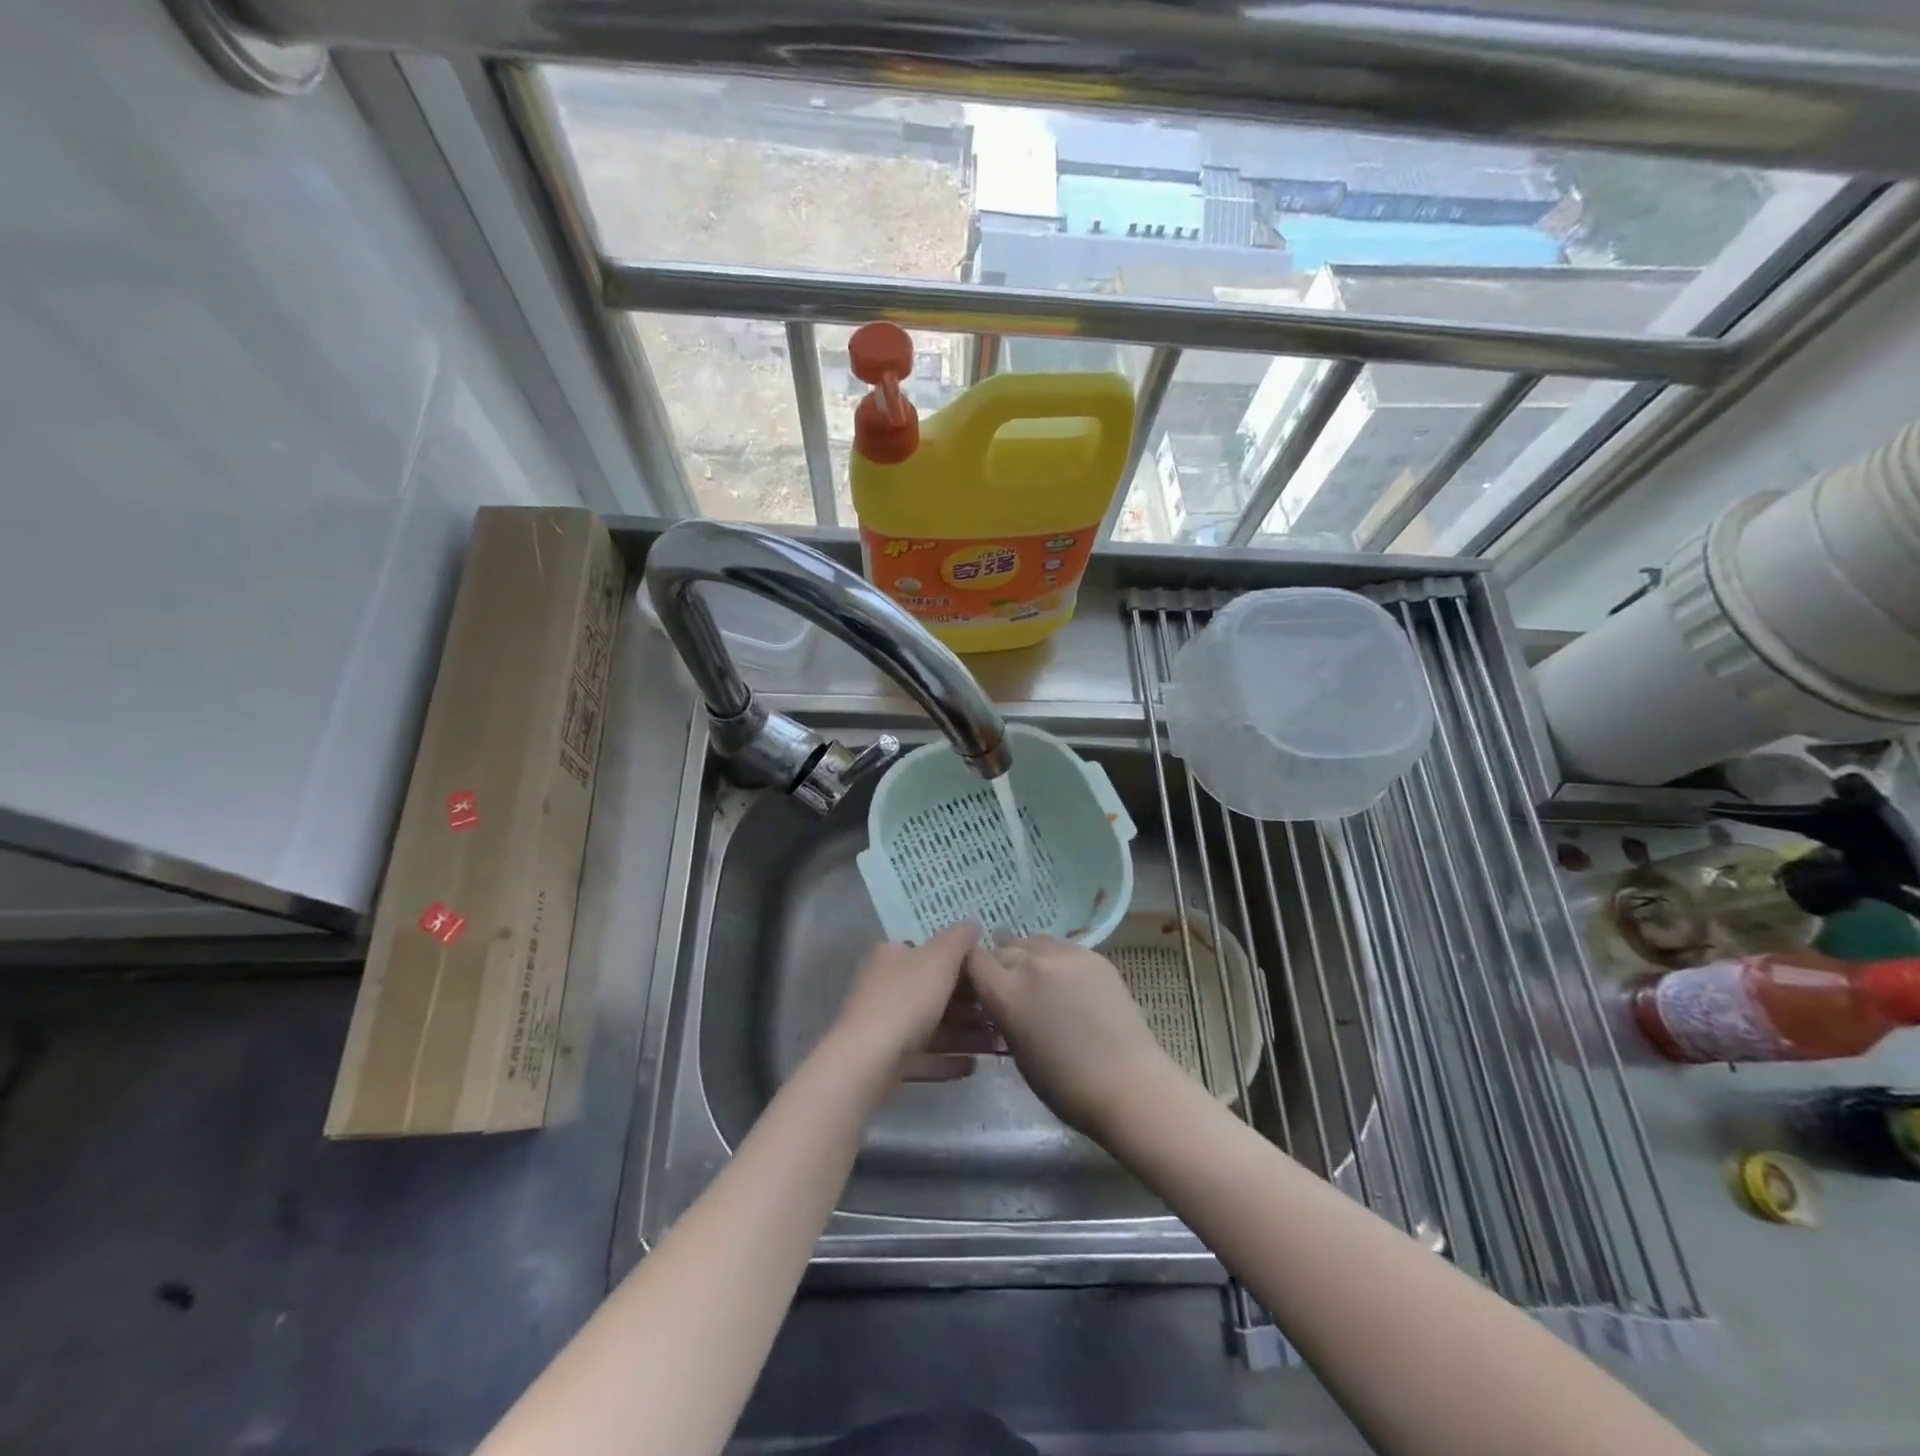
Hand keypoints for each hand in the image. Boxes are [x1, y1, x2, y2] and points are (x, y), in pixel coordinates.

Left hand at [823, 921, 998, 1087]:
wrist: (866, 1062)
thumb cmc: (906, 999)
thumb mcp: (939, 959)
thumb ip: (959, 939)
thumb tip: (972, 923)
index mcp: (891, 956)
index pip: (928, 952)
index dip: (961, 962)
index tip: (989, 977)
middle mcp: (884, 985)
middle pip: (933, 991)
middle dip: (969, 1005)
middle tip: (999, 1016)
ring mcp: (883, 1024)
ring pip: (931, 1026)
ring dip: (964, 1035)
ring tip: (995, 1046)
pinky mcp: (885, 1060)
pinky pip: (923, 1055)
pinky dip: (947, 1060)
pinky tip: (973, 1066)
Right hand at [966, 934, 1180, 1137]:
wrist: (1127, 1084)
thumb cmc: (1064, 1085)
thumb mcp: (1017, 1051)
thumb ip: (1003, 1014)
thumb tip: (999, 1000)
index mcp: (1005, 991)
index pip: (973, 959)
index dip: (971, 969)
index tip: (977, 983)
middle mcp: (1031, 963)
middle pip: (1003, 947)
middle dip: (1000, 963)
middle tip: (1008, 985)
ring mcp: (1065, 955)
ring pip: (1033, 941)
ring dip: (1027, 955)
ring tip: (1036, 977)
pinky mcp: (1094, 956)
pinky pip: (1062, 947)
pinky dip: (1055, 958)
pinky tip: (1065, 980)